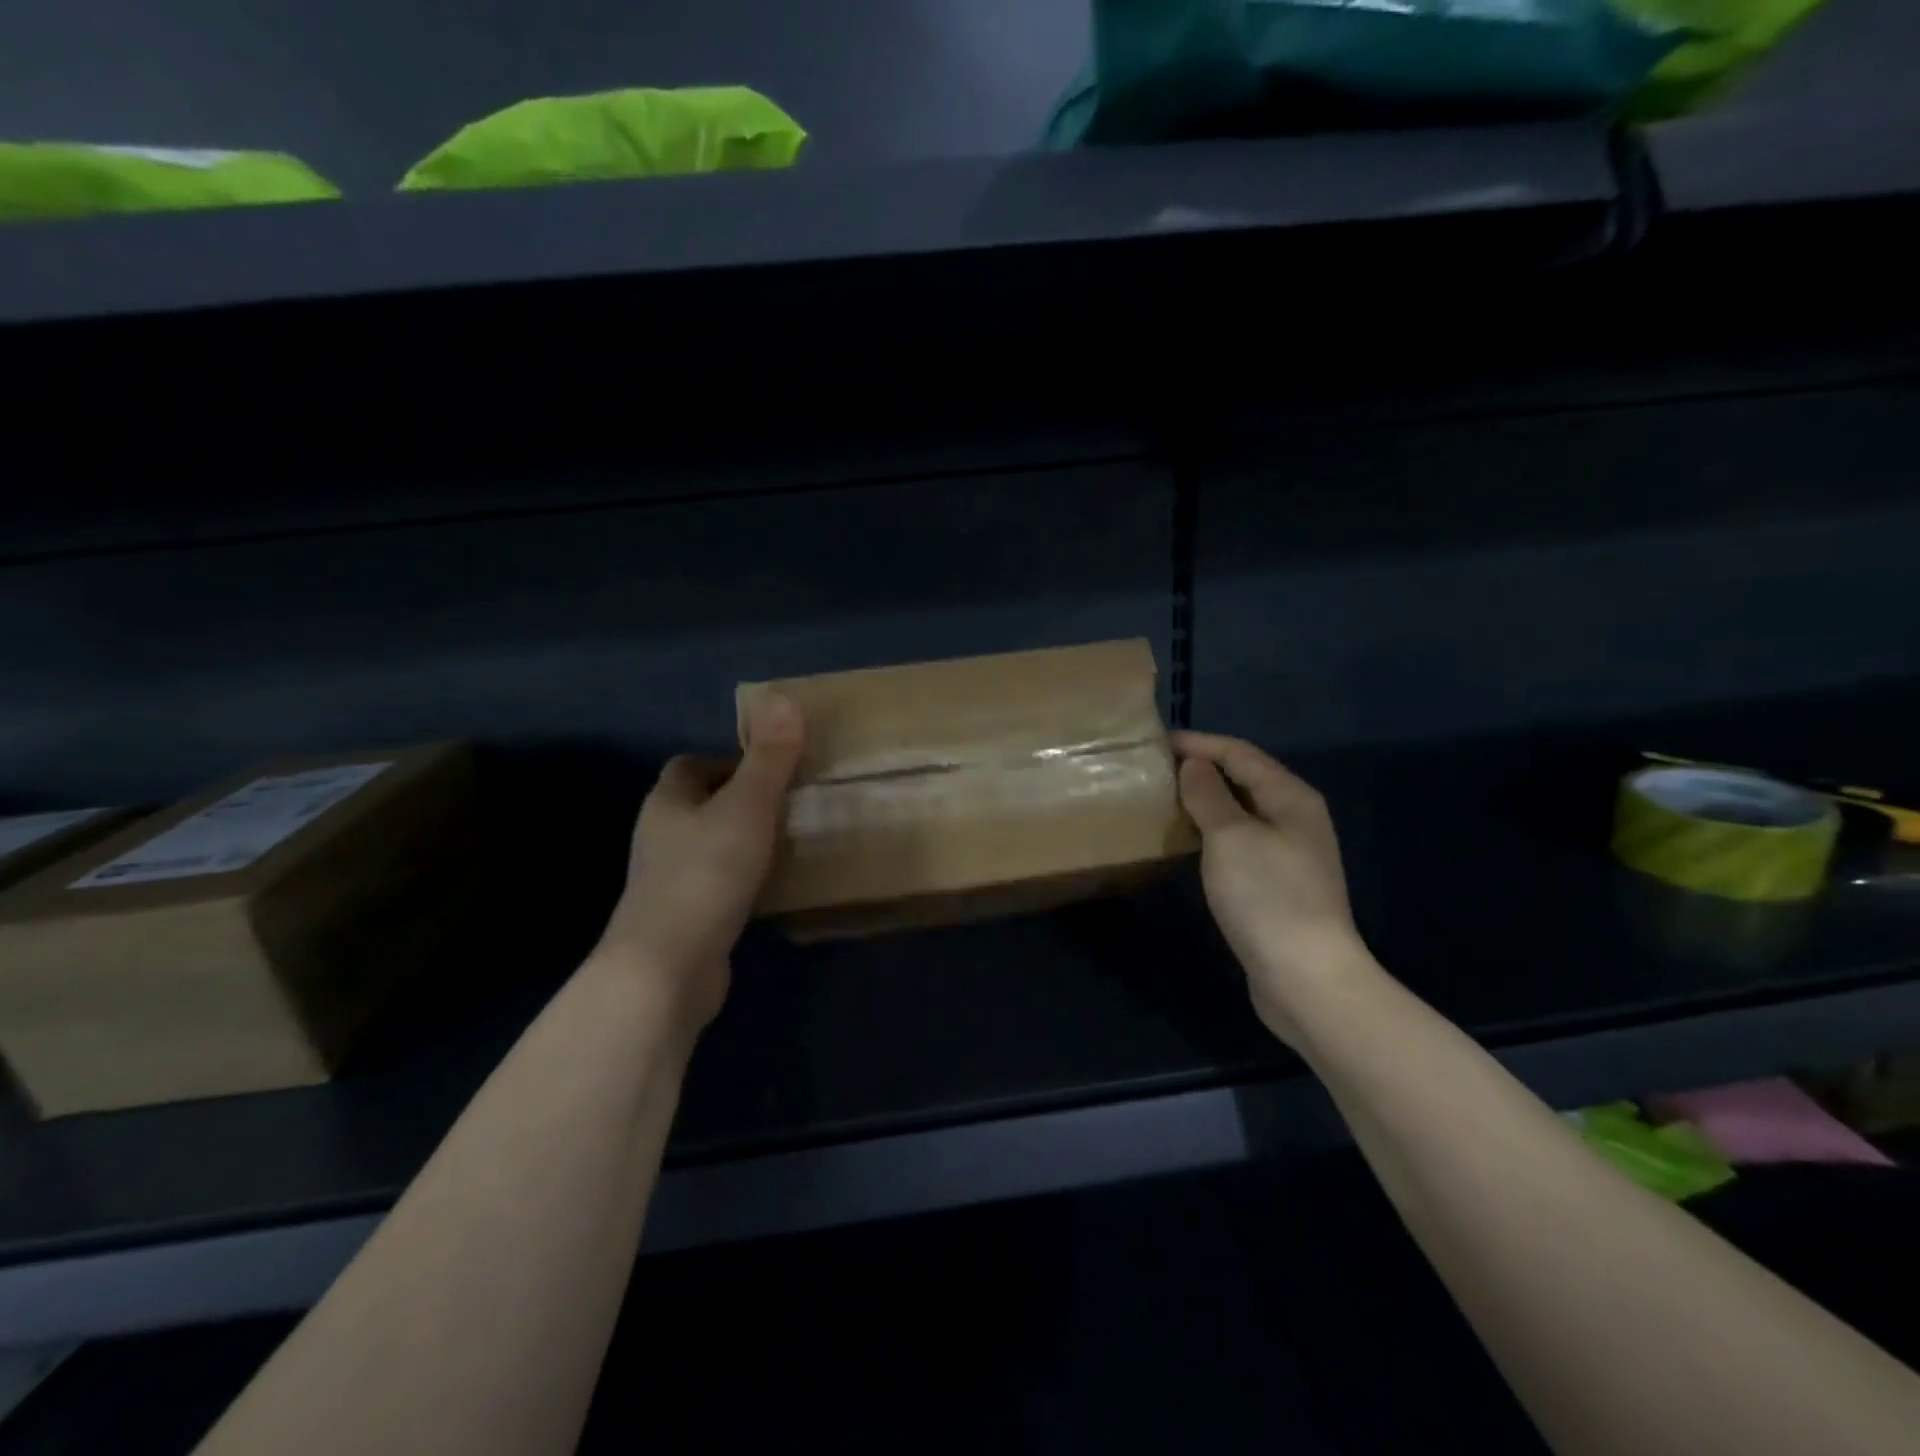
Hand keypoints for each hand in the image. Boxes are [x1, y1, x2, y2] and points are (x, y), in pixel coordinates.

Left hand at [595, 694, 804, 1036]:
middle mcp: (660, 838)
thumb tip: (782, 697)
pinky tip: (773, 890)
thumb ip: (769, 757)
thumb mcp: (748, 807)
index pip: (689, 766)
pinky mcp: (684, 920)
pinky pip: (718, 886)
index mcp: (667, 803)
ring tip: (789, 843)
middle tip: (789, 805)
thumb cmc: (706, 874)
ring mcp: (668, 882)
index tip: (772, 771)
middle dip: (741, 802)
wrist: (667, 968)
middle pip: (701, 806)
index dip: (728, 762)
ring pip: (710, 847)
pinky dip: (743, 881)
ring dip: (743, 842)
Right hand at [1172, 732, 1372, 1046]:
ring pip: (1242, 812)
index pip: (1240, 753)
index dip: (1199, 743)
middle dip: (1203, 769)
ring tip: (1166, 800)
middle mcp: (1296, 818)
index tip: (1156, 743)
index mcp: (1291, 797)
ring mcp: (1291, 853)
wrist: (1306, 976)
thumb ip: (1209, 794)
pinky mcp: (1279, 885)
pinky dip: (1213, 832)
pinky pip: (1240, 841)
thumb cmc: (1267, 896)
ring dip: (1206, 801)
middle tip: (1157, 770)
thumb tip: (1195, 764)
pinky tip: (1190, 842)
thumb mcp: (1230, 836)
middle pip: (1245, 779)